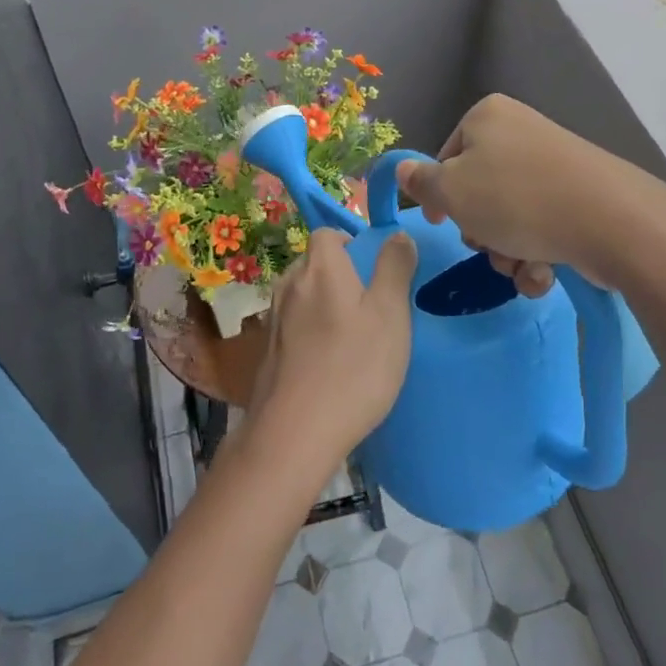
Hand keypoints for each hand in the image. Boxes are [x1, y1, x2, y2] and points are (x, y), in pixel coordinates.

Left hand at [248, 228, 416, 471]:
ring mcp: (274, 318)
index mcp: (319, 267)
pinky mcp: (268, 350)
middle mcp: (289, 283)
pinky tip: (329, 362)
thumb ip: (395, 269)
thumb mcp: (390, 315)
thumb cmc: (353, 367)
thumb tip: (397, 235)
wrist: (295, 432)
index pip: (327, 233)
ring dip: (324, 305)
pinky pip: (293, 325)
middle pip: (314, 263)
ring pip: (303, 295)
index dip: (350, 243)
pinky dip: (310, 332)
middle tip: (370, 306)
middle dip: (339, 275)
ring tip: (352, 336)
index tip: (373, 270)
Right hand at [396, 94, 615, 298]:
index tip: (443, 224)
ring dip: (506, 250)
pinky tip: (544, 273)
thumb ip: (421, 183)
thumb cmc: (515, 199)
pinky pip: (543, 224)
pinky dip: (537, 254)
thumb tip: (402, 169)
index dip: (441, 196)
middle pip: (479, 189)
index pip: (446, 157)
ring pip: (510, 214)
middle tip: (488, 245)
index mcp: (487, 117)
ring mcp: (555, 163)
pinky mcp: (583, 195)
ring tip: (520, 266)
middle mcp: (521, 131)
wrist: (610, 221)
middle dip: (480, 229)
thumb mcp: (451, 192)